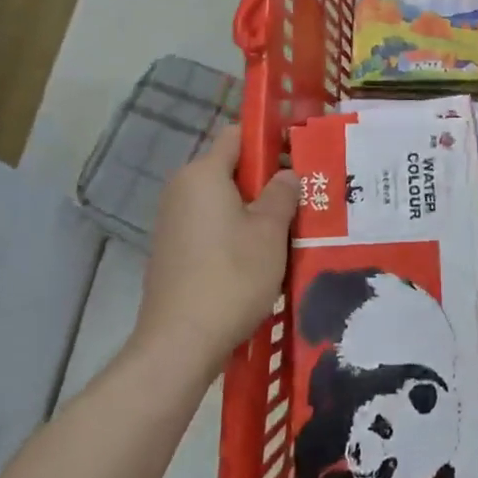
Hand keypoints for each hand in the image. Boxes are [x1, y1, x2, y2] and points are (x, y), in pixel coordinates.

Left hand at [136, 129, 297, 374]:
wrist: (180, 343)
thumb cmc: (231, 277)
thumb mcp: (270, 231)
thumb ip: (282, 194)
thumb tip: (287, 174)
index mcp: (203, 174)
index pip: (238, 135)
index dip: (270, 139)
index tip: (300, 154)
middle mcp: (182, 189)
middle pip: (231, 168)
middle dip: (267, 179)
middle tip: (304, 197)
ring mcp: (173, 221)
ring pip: (223, 200)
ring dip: (255, 209)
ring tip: (290, 229)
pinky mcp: (173, 250)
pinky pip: (211, 225)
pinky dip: (235, 231)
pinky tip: (261, 256)